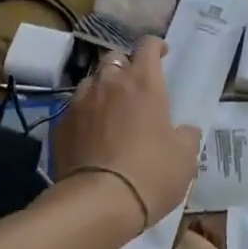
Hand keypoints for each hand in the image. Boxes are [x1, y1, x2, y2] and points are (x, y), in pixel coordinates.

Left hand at [51, 38, 199, 243]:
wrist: (97, 203)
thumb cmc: (150, 174)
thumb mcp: (185, 158)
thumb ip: (187, 136)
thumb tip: (185, 130)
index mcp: (144, 82)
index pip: (147, 45)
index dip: (155, 46)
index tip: (162, 54)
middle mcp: (110, 83)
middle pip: (114, 57)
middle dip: (125, 65)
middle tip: (134, 85)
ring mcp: (81, 102)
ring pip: (91, 81)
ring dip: (102, 89)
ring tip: (109, 109)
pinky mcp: (60, 125)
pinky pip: (74, 109)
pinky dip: (84, 114)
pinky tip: (90, 134)